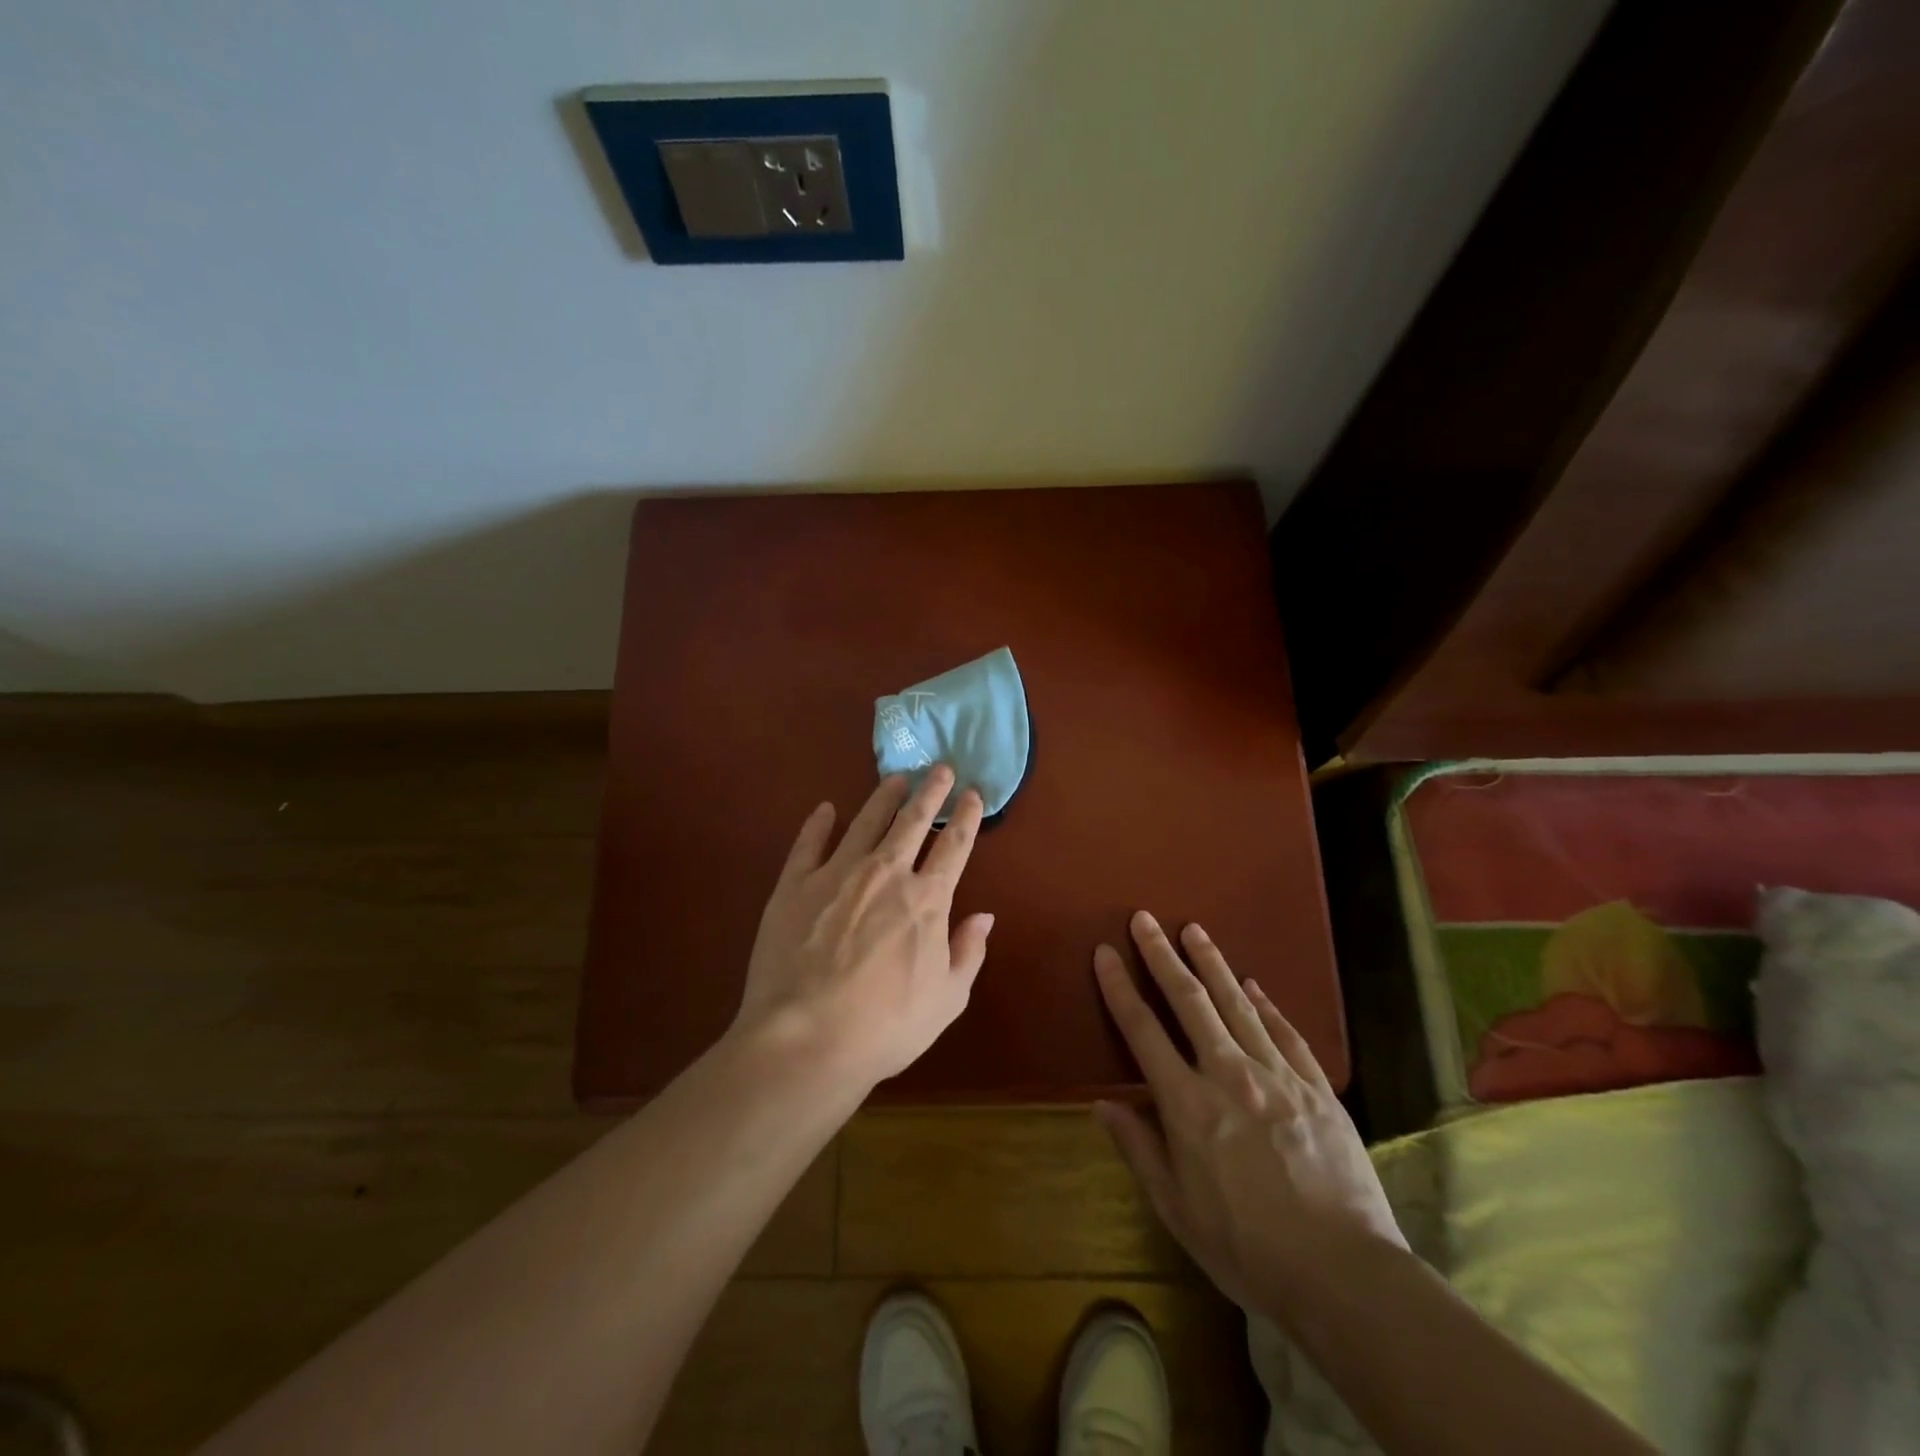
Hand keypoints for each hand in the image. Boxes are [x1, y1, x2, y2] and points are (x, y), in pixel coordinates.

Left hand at [732, 767, 993, 1093]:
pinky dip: (818, 823)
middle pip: (913, 821)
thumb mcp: (947, 1000)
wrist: (806, 1038)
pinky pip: (808, 843)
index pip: (954, 845)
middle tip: (940, 768)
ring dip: (883, 797)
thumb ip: (969, 952)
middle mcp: (886, 873)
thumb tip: (985, 916)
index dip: (966, 816)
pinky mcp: (795, 885)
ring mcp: (837, 874)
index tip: (973, 793)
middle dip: (930, 791)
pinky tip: (825, 809)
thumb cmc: (885, 1027)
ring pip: (866, 821)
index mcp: (926, 899)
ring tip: (895, 778)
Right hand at [1092, 913, 1405, 1314]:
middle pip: (1189, 1001)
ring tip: (1194, 930)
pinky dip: (1266, 1005)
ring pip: (1237, 1004)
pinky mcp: (1317, 1088)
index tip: (1105, 952)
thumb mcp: (1177, 1210)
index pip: (1142, 1031)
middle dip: (1162, 956)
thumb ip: (1139, 1149)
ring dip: (1212, 964)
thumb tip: (1102, 1103)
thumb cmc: (1248, 1250)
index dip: (1119, 987)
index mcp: (1187, 1105)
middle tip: (1145, 919)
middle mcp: (1229, 1075)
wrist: (1345, 1275)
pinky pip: (1286, 1033)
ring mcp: (1278, 1076)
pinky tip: (1253, 985)